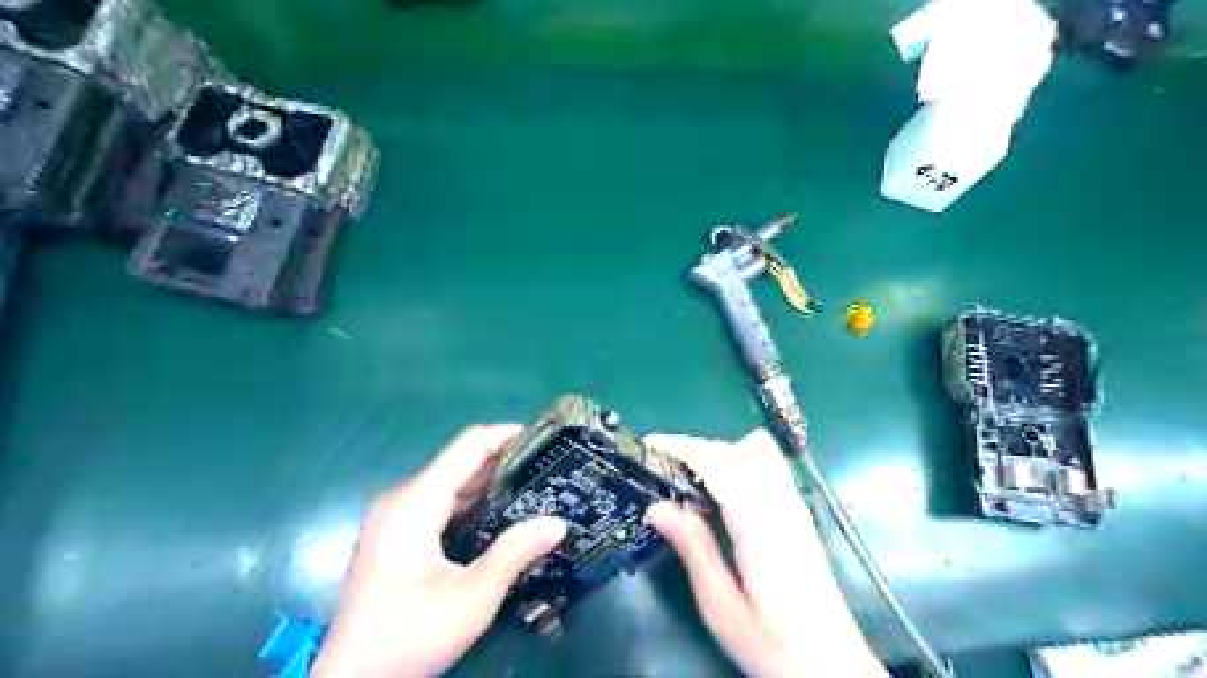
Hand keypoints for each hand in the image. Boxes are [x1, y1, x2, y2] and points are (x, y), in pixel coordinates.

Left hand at [314, 424, 570, 676]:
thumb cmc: (409, 637)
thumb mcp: (471, 598)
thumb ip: (514, 553)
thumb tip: (559, 524)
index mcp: (415, 502)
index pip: (467, 446)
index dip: (507, 435)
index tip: (545, 438)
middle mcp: (402, 498)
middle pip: (459, 460)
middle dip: (504, 459)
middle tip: (547, 466)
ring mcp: (395, 515)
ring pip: (450, 480)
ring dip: (489, 480)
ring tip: (534, 485)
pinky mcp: (395, 532)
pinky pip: (439, 500)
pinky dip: (471, 499)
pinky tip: (500, 513)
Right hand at [646, 432, 889, 676]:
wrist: (835, 668)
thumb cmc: (774, 645)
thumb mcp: (722, 606)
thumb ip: (694, 548)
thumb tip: (657, 506)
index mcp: (760, 524)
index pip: (718, 462)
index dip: (681, 446)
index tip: (648, 446)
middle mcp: (782, 503)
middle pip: (735, 449)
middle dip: (695, 448)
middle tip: (662, 470)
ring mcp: (795, 505)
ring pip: (756, 451)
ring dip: (719, 454)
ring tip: (690, 481)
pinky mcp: (799, 513)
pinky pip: (767, 467)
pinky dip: (737, 464)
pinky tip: (719, 495)